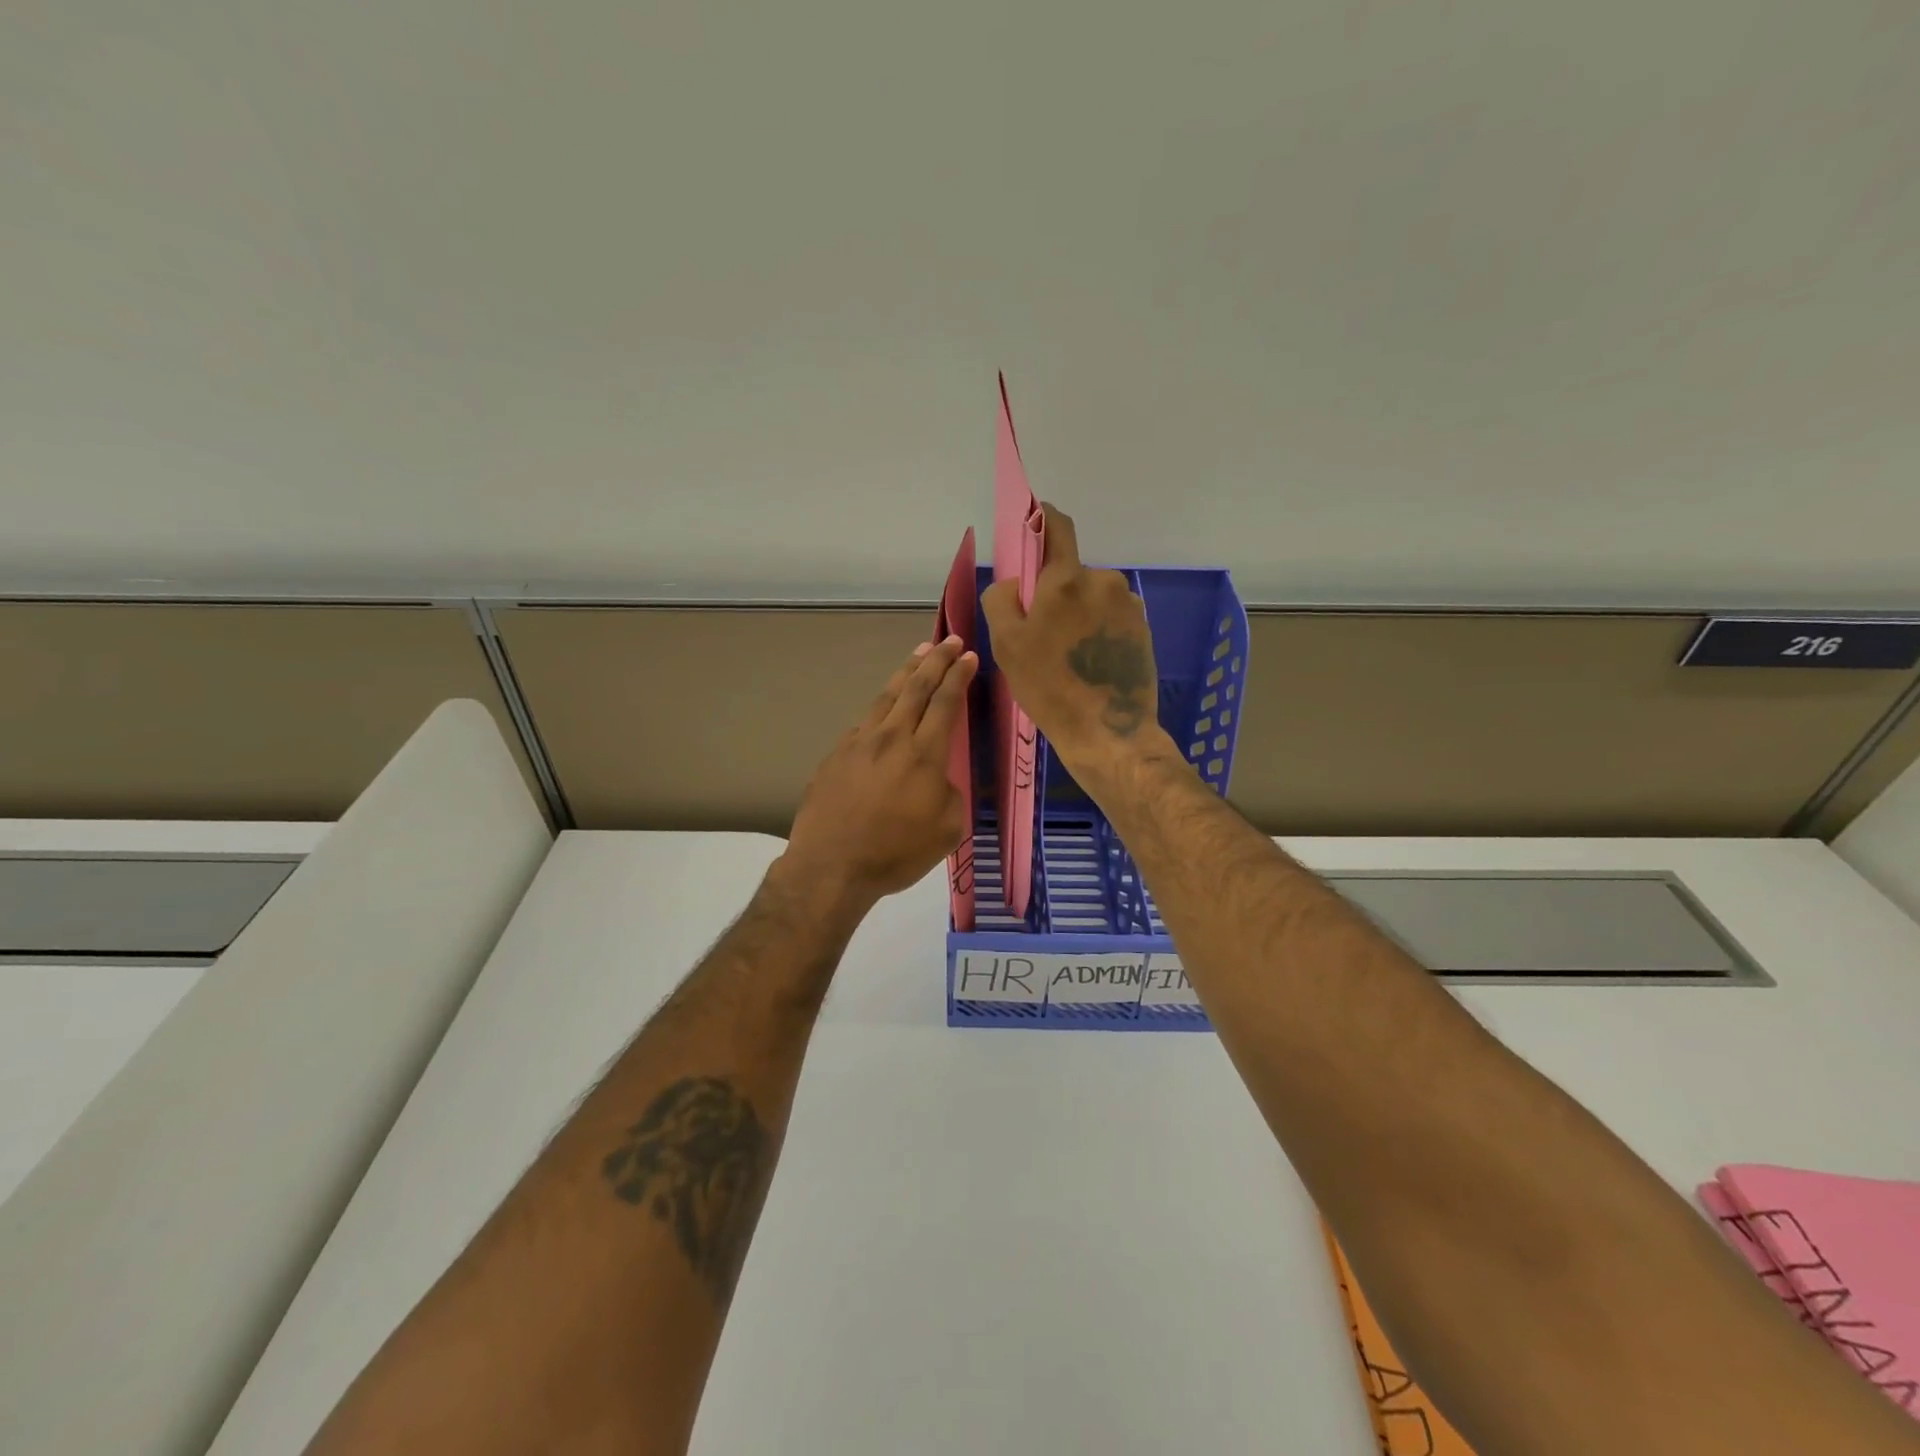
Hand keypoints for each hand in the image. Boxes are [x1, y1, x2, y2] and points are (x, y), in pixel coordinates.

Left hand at [783, 635, 977, 912]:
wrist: (831, 866)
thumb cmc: (895, 853)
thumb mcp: (947, 830)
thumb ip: (949, 794)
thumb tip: (936, 778)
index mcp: (923, 754)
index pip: (945, 702)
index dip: (958, 676)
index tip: (968, 656)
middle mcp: (891, 738)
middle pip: (916, 688)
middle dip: (936, 661)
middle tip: (948, 640)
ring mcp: (859, 743)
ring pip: (886, 697)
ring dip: (905, 672)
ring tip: (918, 653)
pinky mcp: (836, 755)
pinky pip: (864, 722)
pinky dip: (880, 707)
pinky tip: (884, 707)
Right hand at [981, 505, 1164, 776]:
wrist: (1109, 732)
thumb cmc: (1049, 688)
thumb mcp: (1007, 645)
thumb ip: (1002, 599)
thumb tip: (1016, 582)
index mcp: (1067, 580)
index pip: (1058, 527)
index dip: (1042, 519)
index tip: (1032, 523)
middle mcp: (1103, 581)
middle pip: (1071, 572)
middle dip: (1054, 591)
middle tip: (1042, 632)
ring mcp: (1128, 605)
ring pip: (1091, 596)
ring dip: (1078, 612)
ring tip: (1068, 654)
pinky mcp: (1142, 628)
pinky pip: (1110, 616)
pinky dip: (1097, 629)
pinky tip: (1090, 662)